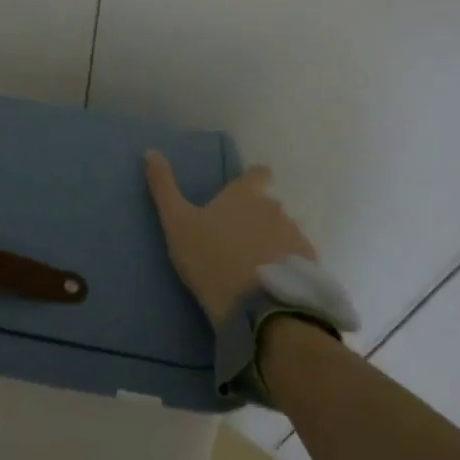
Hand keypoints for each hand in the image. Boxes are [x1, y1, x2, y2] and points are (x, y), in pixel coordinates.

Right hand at [144, 150, 318, 322]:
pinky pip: (296, 258)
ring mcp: (296, 236)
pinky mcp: (308, 265)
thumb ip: (164, 187)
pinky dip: (285, 266)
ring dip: (272, 242)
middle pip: (269, 206)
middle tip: (236, 242)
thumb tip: (150, 151)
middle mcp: (275, 207)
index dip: (253, 180)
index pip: (258, 173)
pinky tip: (271, 284)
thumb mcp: (177, 223)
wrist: (257, 309)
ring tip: (253, 267)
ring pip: (283, 232)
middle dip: (257, 218)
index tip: (242, 195)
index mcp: (245, 195)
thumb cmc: (211, 259)